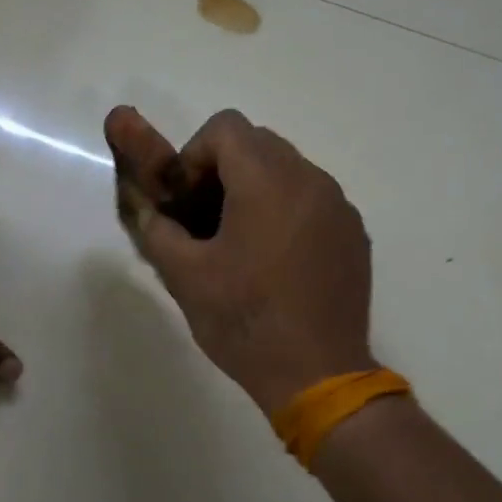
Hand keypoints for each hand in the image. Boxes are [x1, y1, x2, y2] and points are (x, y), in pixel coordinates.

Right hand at [104, 107, 374, 413]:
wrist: (317, 373)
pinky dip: (286, 212)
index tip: (186, 201)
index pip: (225, 128)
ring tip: (239, 245)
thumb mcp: (184, 276)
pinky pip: (312, 201)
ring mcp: (339, 206)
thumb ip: (157, 229)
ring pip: (288, 171)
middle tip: (205, 222)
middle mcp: (310, 180)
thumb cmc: (244, 320)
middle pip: (258, 144)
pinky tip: (275, 264)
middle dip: (222, 171)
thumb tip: (147, 209)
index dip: (193, 156)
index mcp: (267, 181)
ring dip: (255, 191)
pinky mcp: (354, 234)